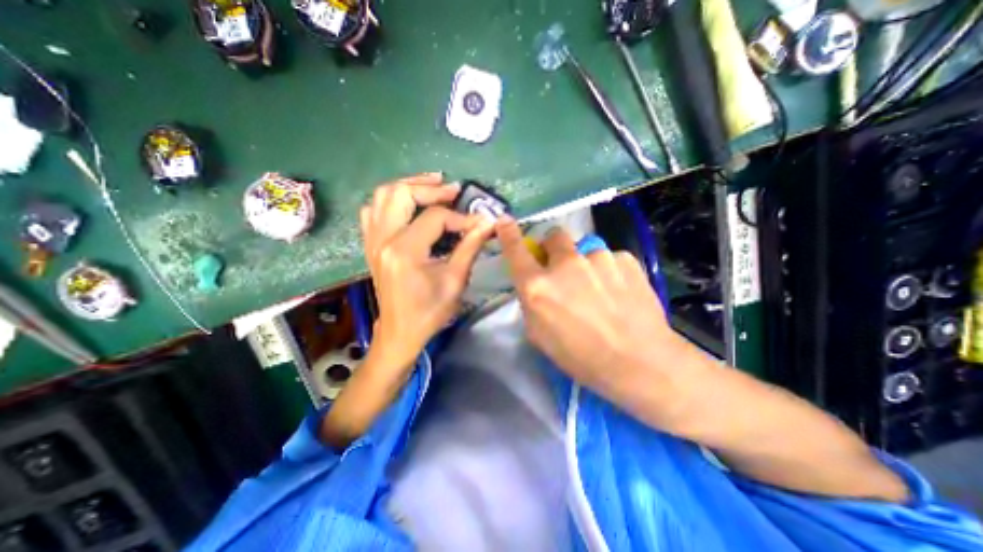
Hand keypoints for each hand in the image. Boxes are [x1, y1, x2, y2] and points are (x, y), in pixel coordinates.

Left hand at [359, 173, 495, 362]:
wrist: (400, 332)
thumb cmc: (430, 311)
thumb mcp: (455, 281)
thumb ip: (470, 247)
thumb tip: (487, 223)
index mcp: (405, 251)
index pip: (435, 218)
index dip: (461, 217)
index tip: (479, 223)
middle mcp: (383, 240)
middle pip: (400, 194)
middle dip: (429, 188)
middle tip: (452, 189)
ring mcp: (372, 241)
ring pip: (382, 196)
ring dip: (408, 186)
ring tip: (432, 185)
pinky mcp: (371, 245)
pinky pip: (372, 211)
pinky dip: (389, 201)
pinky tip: (407, 204)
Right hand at [495, 213, 693, 417]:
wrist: (639, 362)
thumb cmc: (581, 357)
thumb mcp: (540, 335)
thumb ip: (532, 302)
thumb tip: (535, 283)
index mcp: (538, 286)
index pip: (516, 251)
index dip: (508, 233)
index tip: (505, 221)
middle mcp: (565, 264)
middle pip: (554, 236)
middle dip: (555, 248)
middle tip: (564, 267)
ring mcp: (597, 258)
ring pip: (584, 250)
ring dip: (585, 263)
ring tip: (600, 290)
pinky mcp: (624, 259)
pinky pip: (609, 258)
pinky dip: (608, 270)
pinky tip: (619, 292)